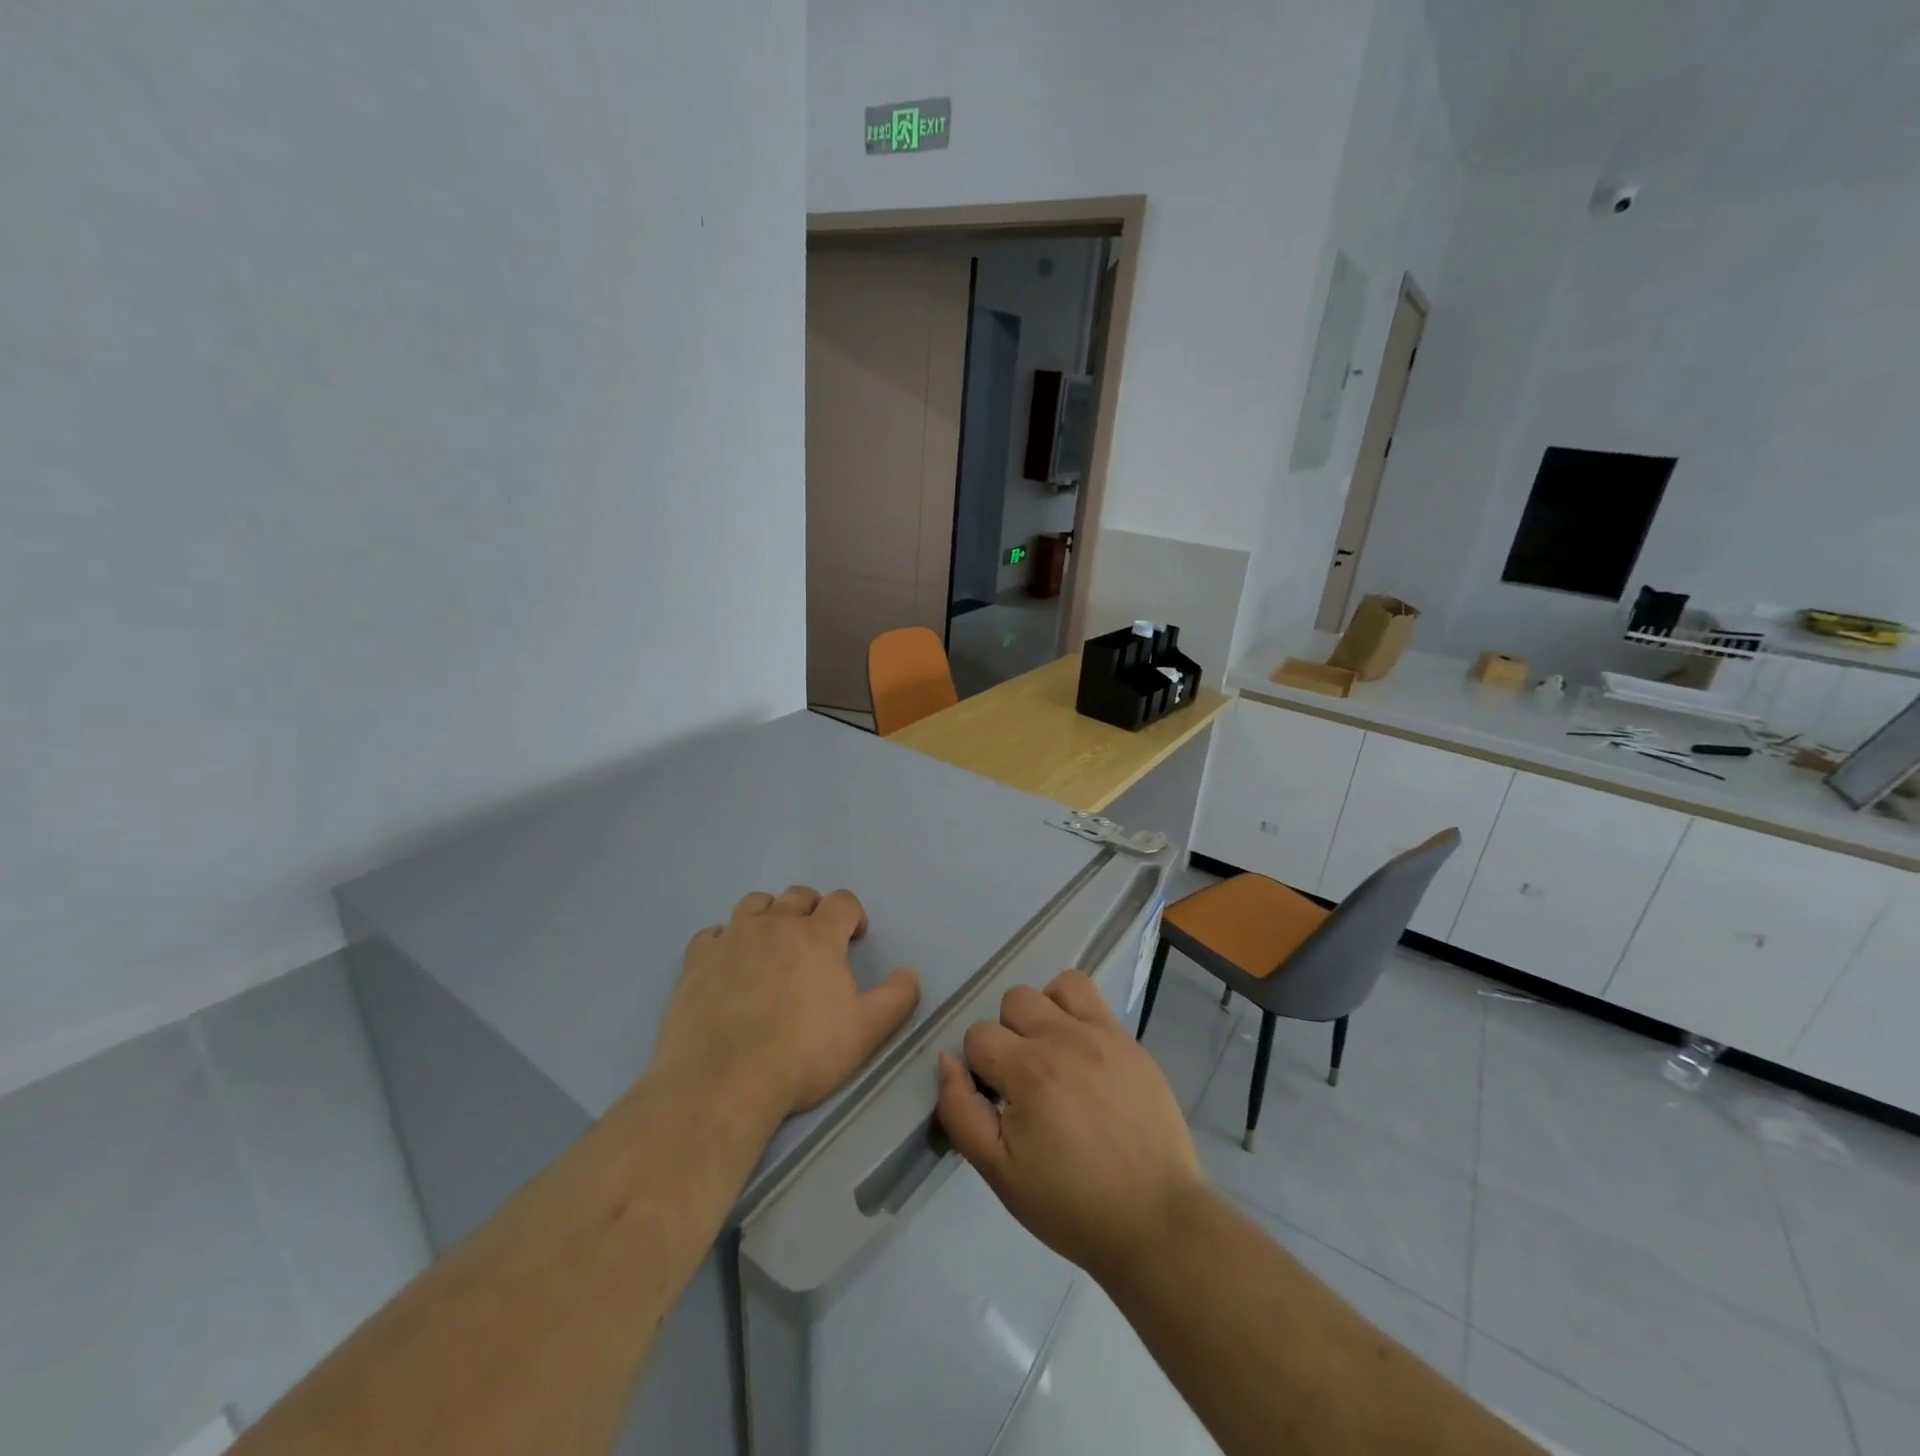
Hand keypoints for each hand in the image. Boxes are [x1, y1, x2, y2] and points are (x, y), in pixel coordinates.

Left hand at [652, 887, 920, 1124]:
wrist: (722, 1082)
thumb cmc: (802, 1055)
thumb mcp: (866, 1032)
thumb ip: (897, 997)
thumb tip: (910, 971)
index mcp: (818, 935)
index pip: (843, 901)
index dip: (853, 915)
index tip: (855, 938)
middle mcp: (775, 924)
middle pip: (799, 895)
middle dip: (814, 910)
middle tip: (816, 941)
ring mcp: (732, 938)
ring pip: (755, 903)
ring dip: (770, 914)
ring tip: (772, 943)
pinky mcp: (697, 960)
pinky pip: (713, 933)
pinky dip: (726, 940)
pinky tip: (729, 964)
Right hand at [936, 970, 1204, 1282]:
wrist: (1155, 1221)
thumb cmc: (1071, 1204)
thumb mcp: (999, 1173)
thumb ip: (961, 1112)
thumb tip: (948, 1062)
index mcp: (1028, 1071)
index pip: (978, 1036)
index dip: (979, 1069)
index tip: (998, 1102)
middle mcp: (1063, 1039)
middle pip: (1013, 1001)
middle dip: (1008, 1037)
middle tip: (1024, 1082)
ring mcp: (1102, 1034)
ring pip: (1054, 987)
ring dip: (1044, 1014)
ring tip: (1053, 1056)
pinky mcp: (1129, 1040)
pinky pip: (1093, 996)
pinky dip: (1076, 1011)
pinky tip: (1082, 1052)